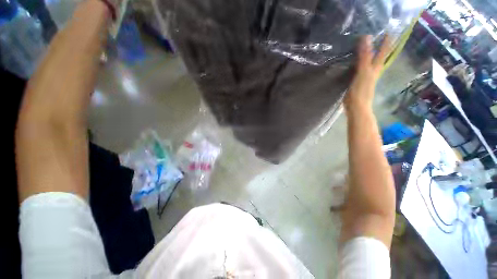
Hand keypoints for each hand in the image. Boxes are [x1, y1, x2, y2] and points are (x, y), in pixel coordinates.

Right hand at [344, 35, 391, 111]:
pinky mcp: (358, 82)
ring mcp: (366, 77)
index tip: (389, 31)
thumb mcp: (363, 71)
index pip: (382, 52)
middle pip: (379, 57)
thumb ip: (365, 56)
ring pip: (371, 63)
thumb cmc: (361, 90)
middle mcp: (373, 71)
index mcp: (375, 68)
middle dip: (380, 47)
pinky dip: (360, 64)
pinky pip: (361, 69)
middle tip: (379, 37)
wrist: (356, 106)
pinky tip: (356, 63)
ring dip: (370, 55)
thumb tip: (367, 37)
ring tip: (367, 47)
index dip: (386, 42)